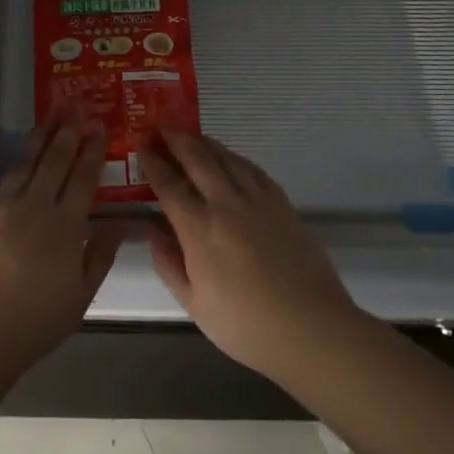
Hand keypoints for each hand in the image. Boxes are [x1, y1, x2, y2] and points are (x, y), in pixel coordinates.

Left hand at [0, 114, 124, 383]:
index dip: (92, 150)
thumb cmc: (33, 325)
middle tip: (75, 106)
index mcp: (64, 227)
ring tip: (48, 115)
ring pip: (22, 162)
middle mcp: (33, 207)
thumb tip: (122, 222)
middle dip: (67, 131)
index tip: (99, 126)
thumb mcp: (80, 298)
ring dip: (37, 136)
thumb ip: (101, 255)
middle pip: (54, 161)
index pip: (83, 179)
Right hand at [140, 129, 362, 384]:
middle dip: (176, 139)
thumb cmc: (247, 326)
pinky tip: (229, 158)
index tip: (141, 146)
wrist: (312, 328)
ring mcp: (257, 200)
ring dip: (204, 142)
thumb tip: (153, 233)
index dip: (153, 163)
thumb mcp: (195, 305)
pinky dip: (234, 157)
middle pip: (198, 159)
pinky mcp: (282, 203)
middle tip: (161, 124)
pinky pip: (252, 169)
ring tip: (190, 134)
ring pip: (226, 157)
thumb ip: (170, 265)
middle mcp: (226, 205)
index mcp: (199, 229)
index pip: (169, 185)